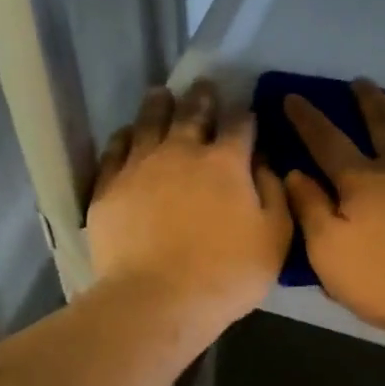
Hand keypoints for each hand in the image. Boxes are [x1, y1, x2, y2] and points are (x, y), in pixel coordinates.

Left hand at [87, 81, 290, 334]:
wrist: (157, 299)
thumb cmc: (226, 273)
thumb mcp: (275, 238)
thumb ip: (274, 194)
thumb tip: (264, 163)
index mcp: (226, 162)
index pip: (239, 125)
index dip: (244, 115)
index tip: (245, 111)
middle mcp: (182, 151)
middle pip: (192, 113)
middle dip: (202, 97)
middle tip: (203, 86)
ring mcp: (140, 166)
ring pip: (149, 123)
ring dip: (158, 105)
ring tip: (161, 94)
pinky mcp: (109, 186)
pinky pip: (115, 150)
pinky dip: (123, 137)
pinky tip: (126, 134)